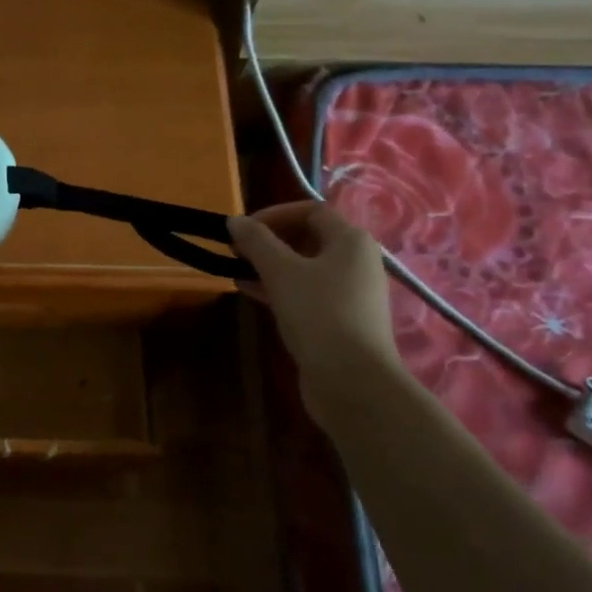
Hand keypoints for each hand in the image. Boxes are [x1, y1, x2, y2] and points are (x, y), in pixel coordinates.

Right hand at [227, 200, 403, 400]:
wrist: (352, 381)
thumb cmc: (319, 314)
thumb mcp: (281, 272)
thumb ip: (256, 242)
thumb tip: (235, 221)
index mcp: (351, 241)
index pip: (311, 210)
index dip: (275, 214)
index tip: (243, 229)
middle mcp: (356, 262)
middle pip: (309, 238)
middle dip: (270, 240)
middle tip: (237, 250)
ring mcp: (351, 293)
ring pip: (305, 268)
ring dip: (271, 266)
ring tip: (237, 271)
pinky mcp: (340, 320)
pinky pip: (307, 293)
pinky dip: (280, 288)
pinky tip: (251, 293)